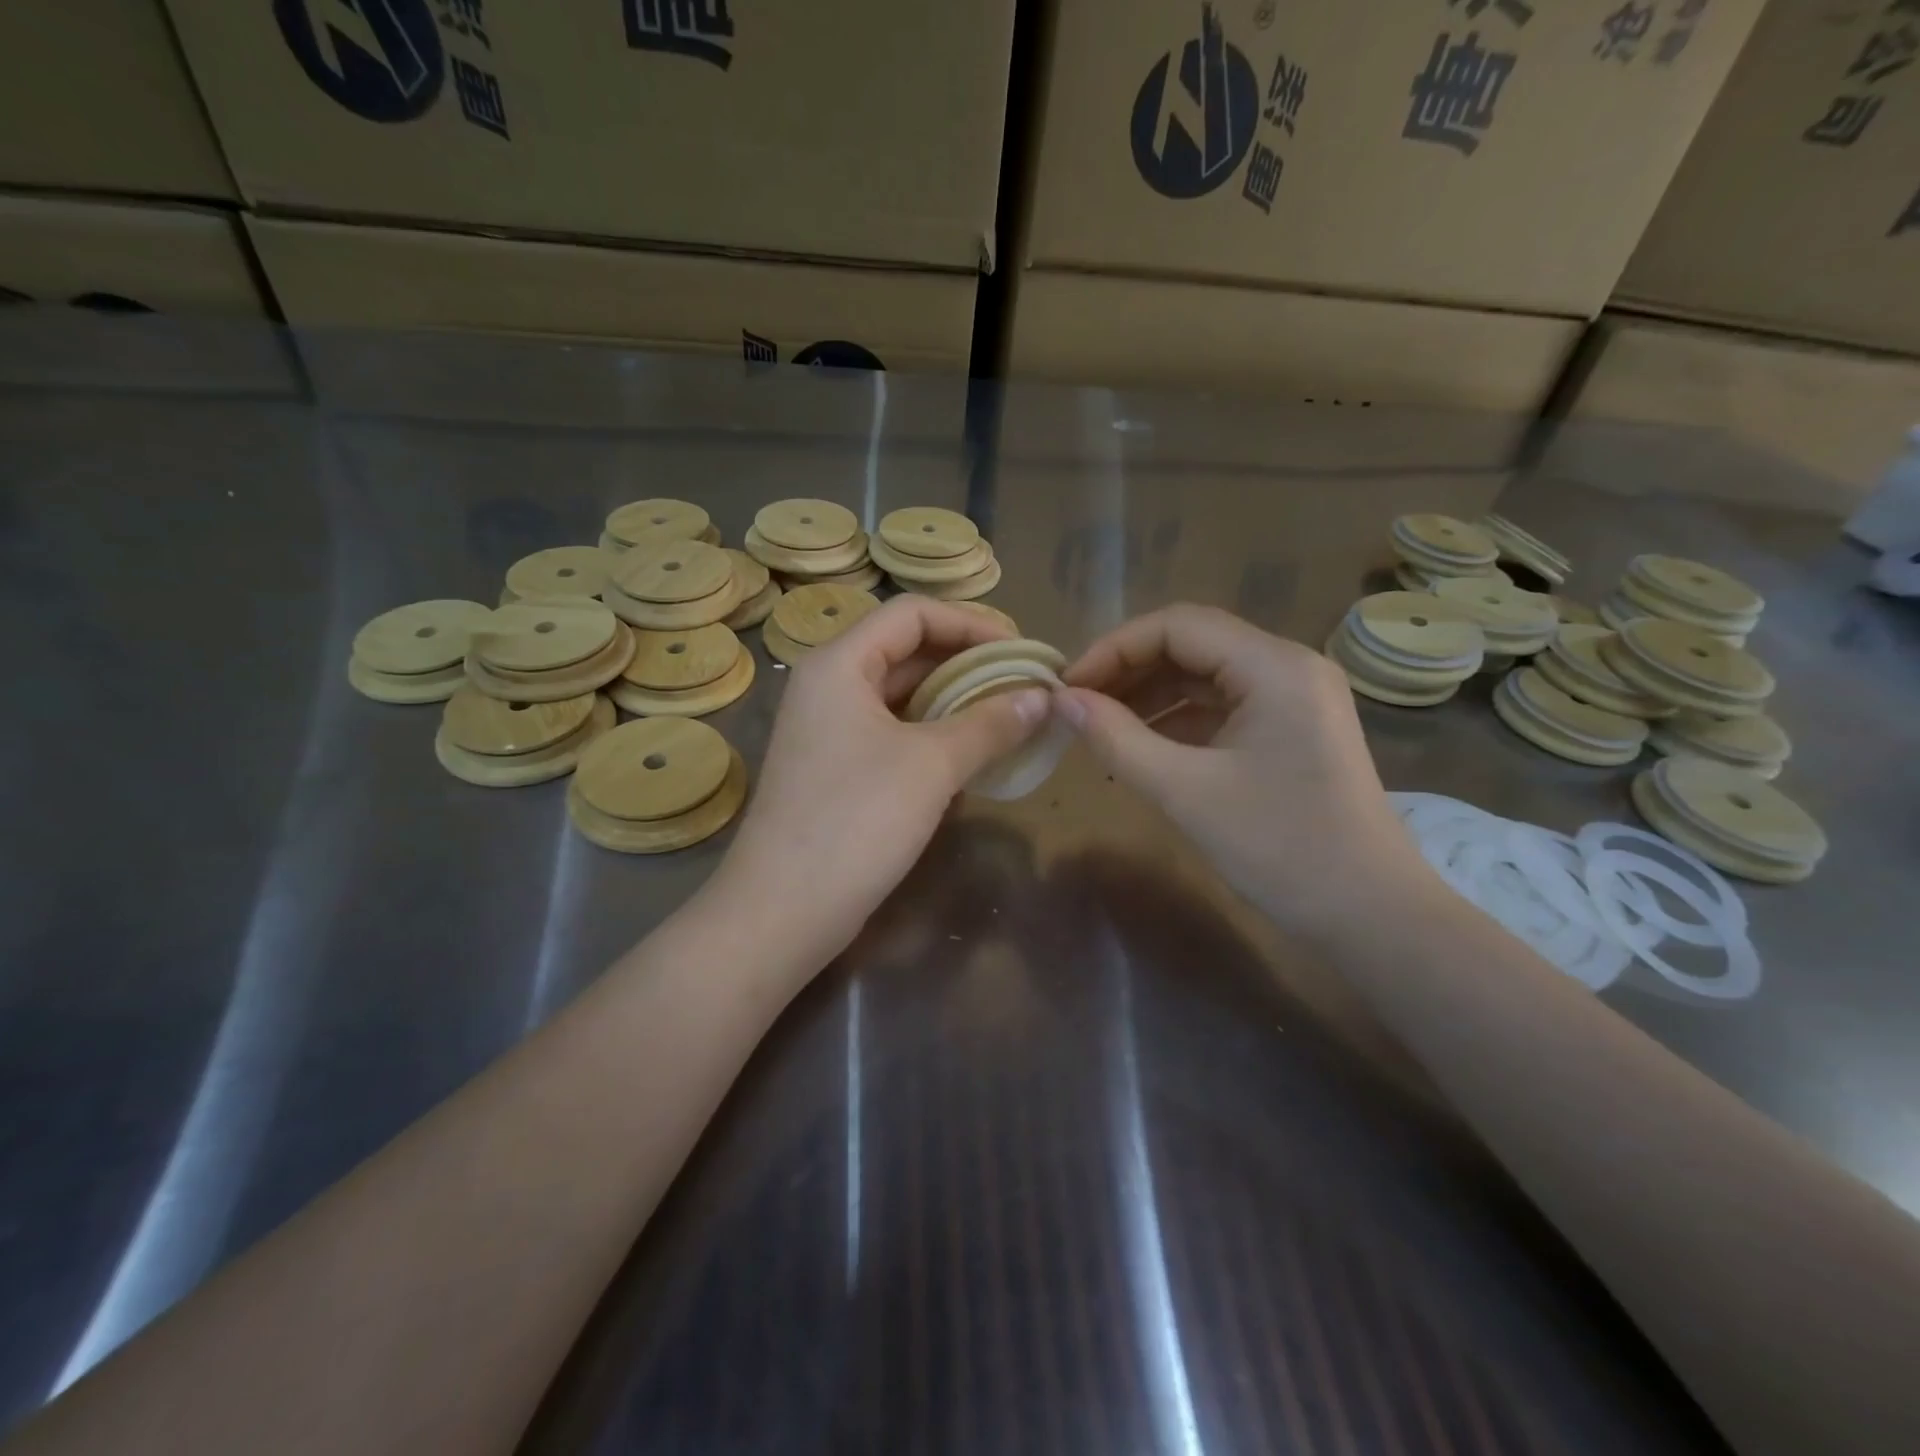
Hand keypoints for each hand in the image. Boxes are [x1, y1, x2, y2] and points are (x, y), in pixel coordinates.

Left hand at [712, 596, 1048, 966]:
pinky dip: (934, 736)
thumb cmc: (856, 821)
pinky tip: (971, 759)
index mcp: (840, 664)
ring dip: (955, 703)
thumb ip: (991, 723)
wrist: (784, 911)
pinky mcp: (837, 769)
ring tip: (1008, 720)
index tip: (1021, 651)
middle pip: (907, 651)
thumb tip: (1043, 696)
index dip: (972, 623)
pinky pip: (893, 733)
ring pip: (902, 696)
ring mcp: (829, 730)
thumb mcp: (933, 765)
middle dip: (968, 664)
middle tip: (1023, 686)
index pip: (913, 613)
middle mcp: (829, 686)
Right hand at [1057, 604, 1433, 936]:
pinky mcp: (1290, 730)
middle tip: (1077, 707)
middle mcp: (1287, 667)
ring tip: (1099, 728)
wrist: (1370, 915)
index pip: (1177, 625)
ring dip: (1148, 697)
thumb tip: (1060, 701)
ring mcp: (1293, 698)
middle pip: (1191, 644)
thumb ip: (1116, 739)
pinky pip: (1221, 707)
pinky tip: (1140, 748)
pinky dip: (1176, 722)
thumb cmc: (1280, 848)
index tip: (1068, 687)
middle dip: (1128, 671)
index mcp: (1274, 666)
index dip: (1113, 648)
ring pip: (1204, 676)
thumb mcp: (1186, 791)